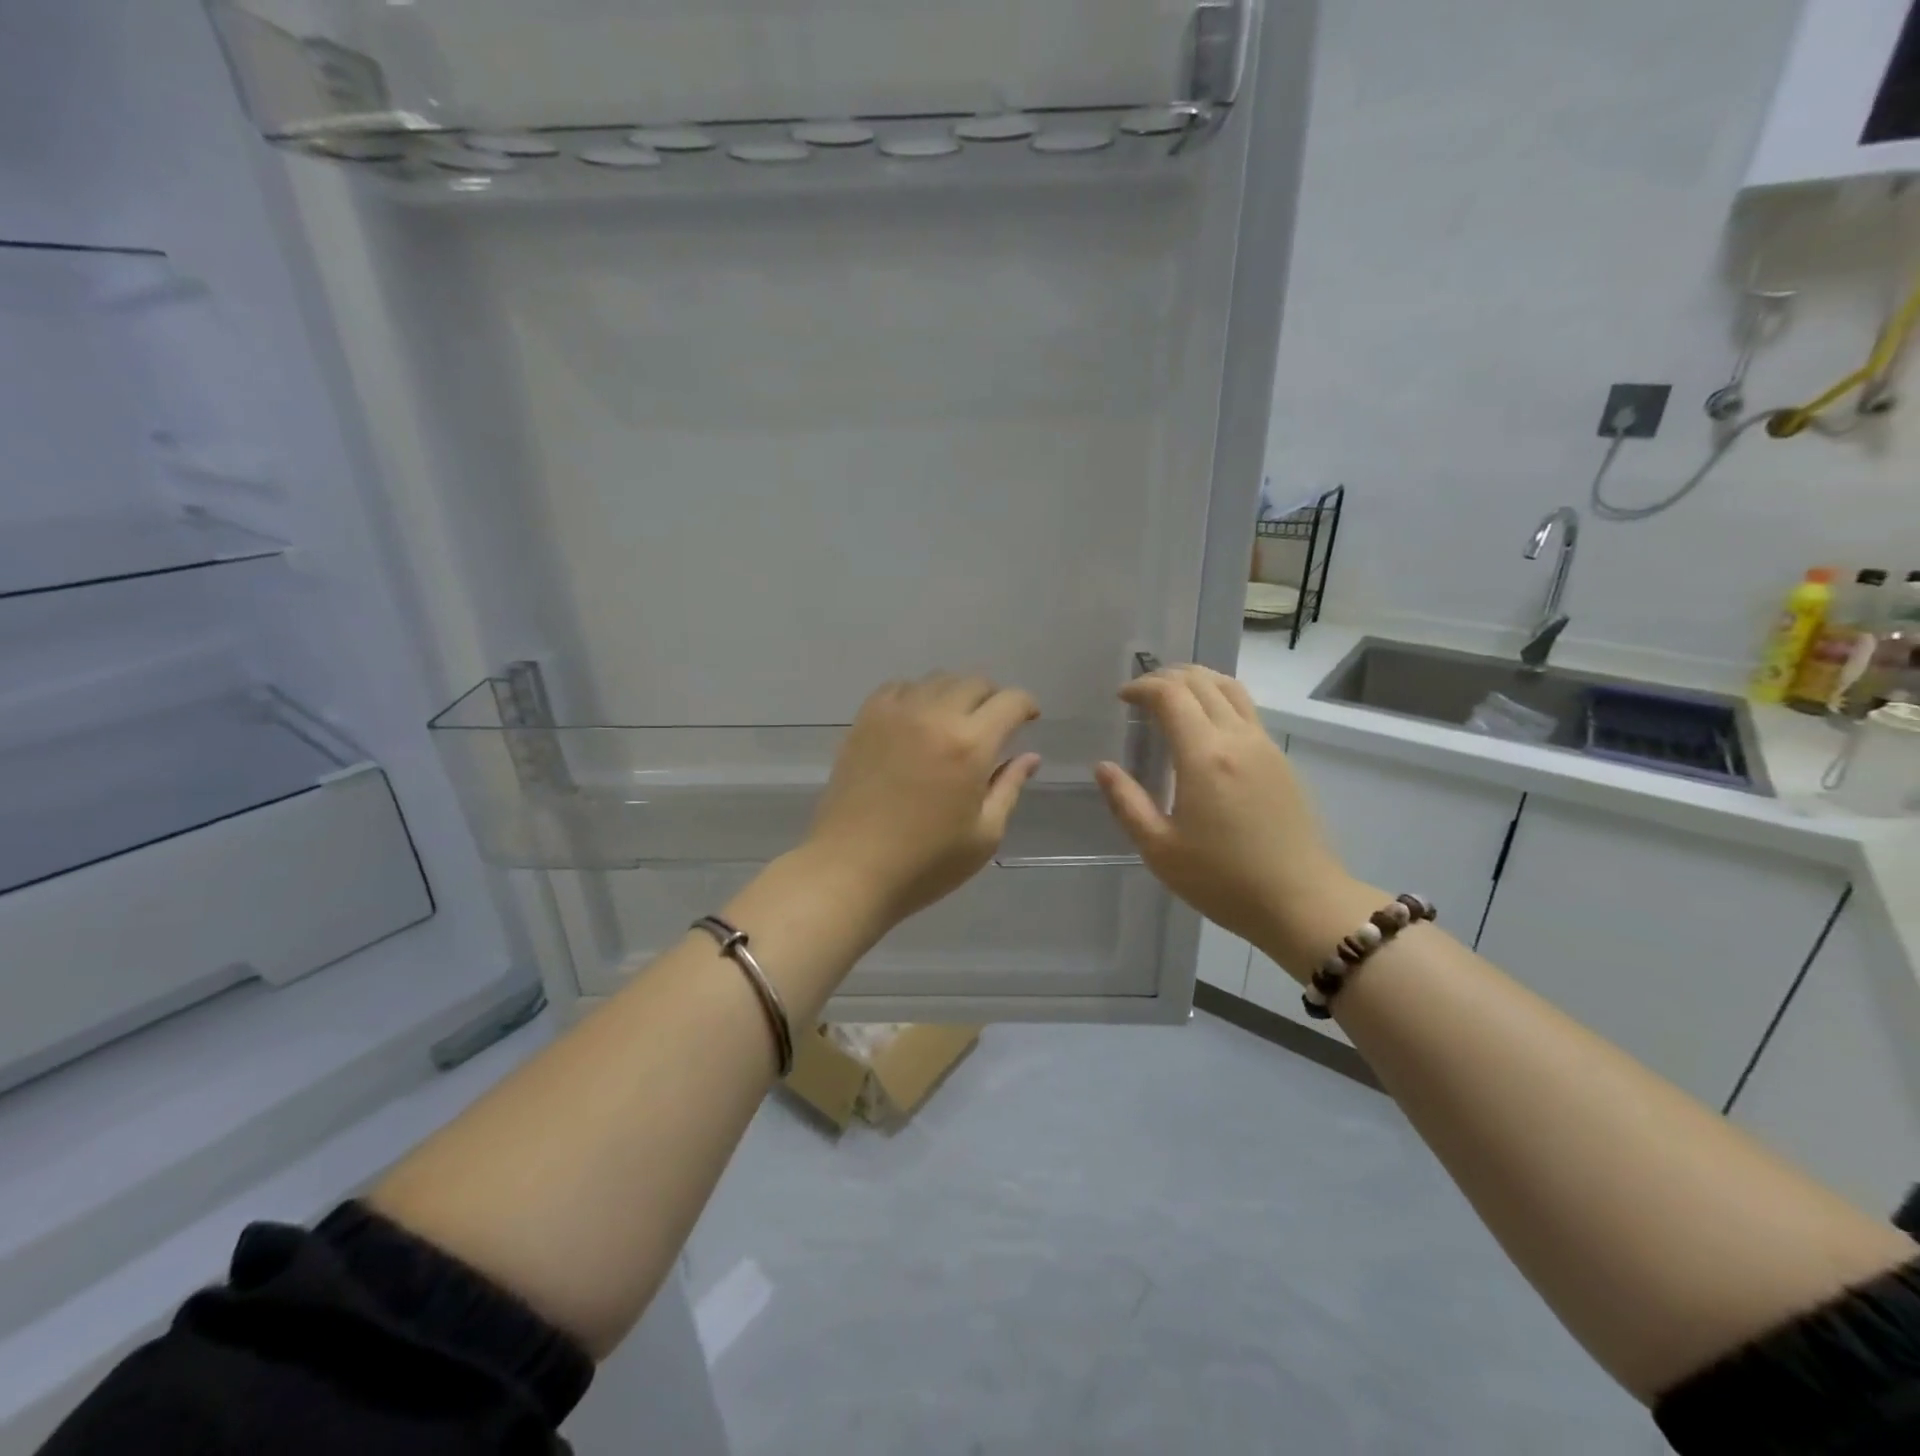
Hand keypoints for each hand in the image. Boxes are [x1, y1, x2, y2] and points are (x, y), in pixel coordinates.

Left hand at [803, 673, 1041, 928]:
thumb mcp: (983, 835)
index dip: (1026, 706)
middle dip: (993, 698)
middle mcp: (934, 717)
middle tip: (994, 725)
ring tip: (955, 723)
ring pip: (936, 680)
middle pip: (974, 683)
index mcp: (970, 745)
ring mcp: (894, 714)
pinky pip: (898, 688)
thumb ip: (1009, 788)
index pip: (1009, 702)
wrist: (850, 869)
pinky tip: (917, 722)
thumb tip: (1029, 757)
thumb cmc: (925, 863)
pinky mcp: (864, 721)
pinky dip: (916, 696)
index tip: (1029, 720)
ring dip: (955, 694)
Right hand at [1094, 665, 1377, 976]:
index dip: (1142, 687)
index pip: (1171, 695)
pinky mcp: (1280, 759)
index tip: (1122, 698)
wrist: (1301, 902)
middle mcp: (1237, 738)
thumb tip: (1104, 767)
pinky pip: (1246, 709)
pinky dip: (1218, 699)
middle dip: (1166, 677)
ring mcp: (1264, 745)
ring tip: (1172, 697)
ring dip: (1197, 681)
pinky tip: (1204, 725)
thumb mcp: (1160, 850)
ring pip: (1230, 688)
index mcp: (1204, 756)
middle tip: (1141, 695)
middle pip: (1201, 682)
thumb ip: (1127, 803)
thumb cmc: (1223, 880)